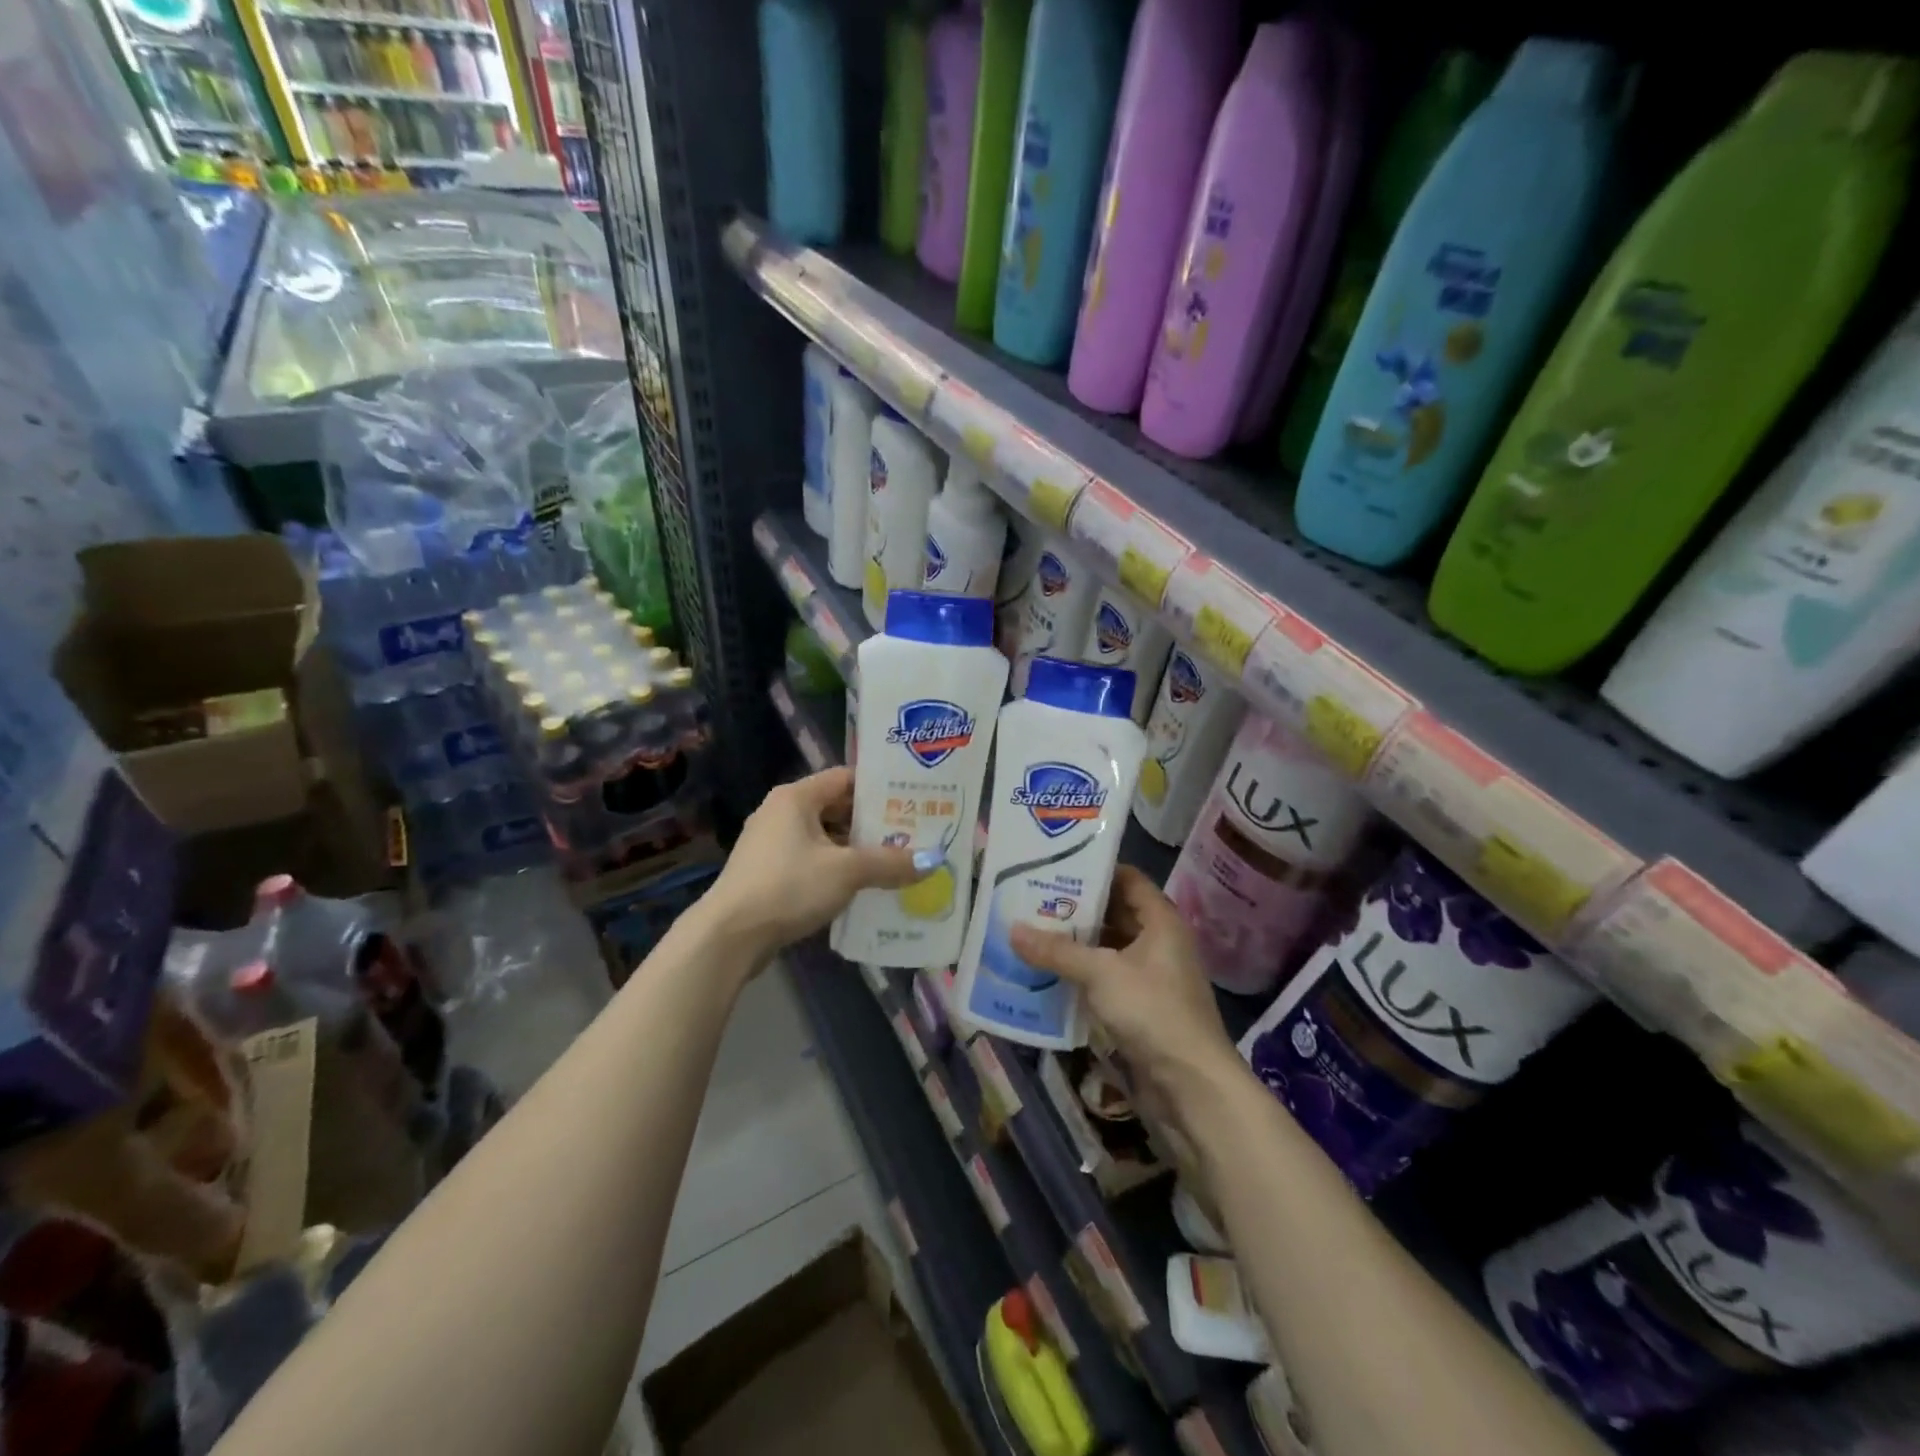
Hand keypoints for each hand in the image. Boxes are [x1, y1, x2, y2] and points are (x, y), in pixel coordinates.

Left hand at [702, 768, 920, 962]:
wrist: (730, 936)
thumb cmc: (789, 886)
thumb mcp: (847, 871)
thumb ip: (891, 863)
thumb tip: (933, 861)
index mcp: (796, 797)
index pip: (845, 778)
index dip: (879, 787)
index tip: (912, 799)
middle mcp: (781, 813)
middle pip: (836, 808)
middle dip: (873, 822)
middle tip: (912, 832)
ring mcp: (771, 844)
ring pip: (825, 838)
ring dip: (856, 849)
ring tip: (895, 861)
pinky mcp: (768, 873)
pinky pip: (812, 861)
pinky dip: (836, 869)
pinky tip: (863, 886)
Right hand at [1010, 866, 1241, 1115]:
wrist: (1191, 1086)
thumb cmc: (1152, 1012)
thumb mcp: (1100, 974)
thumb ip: (1057, 951)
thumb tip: (1012, 930)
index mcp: (1161, 921)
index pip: (1128, 879)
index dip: (1095, 871)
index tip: (1055, 867)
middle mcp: (1159, 943)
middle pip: (1115, 914)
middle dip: (1077, 909)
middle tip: (1033, 901)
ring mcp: (1152, 978)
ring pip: (1108, 950)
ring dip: (1076, 945)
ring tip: (1032, 934)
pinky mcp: (1141, 1009)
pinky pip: (1106, 980)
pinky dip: (1081, 976)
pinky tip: (1048, 975)